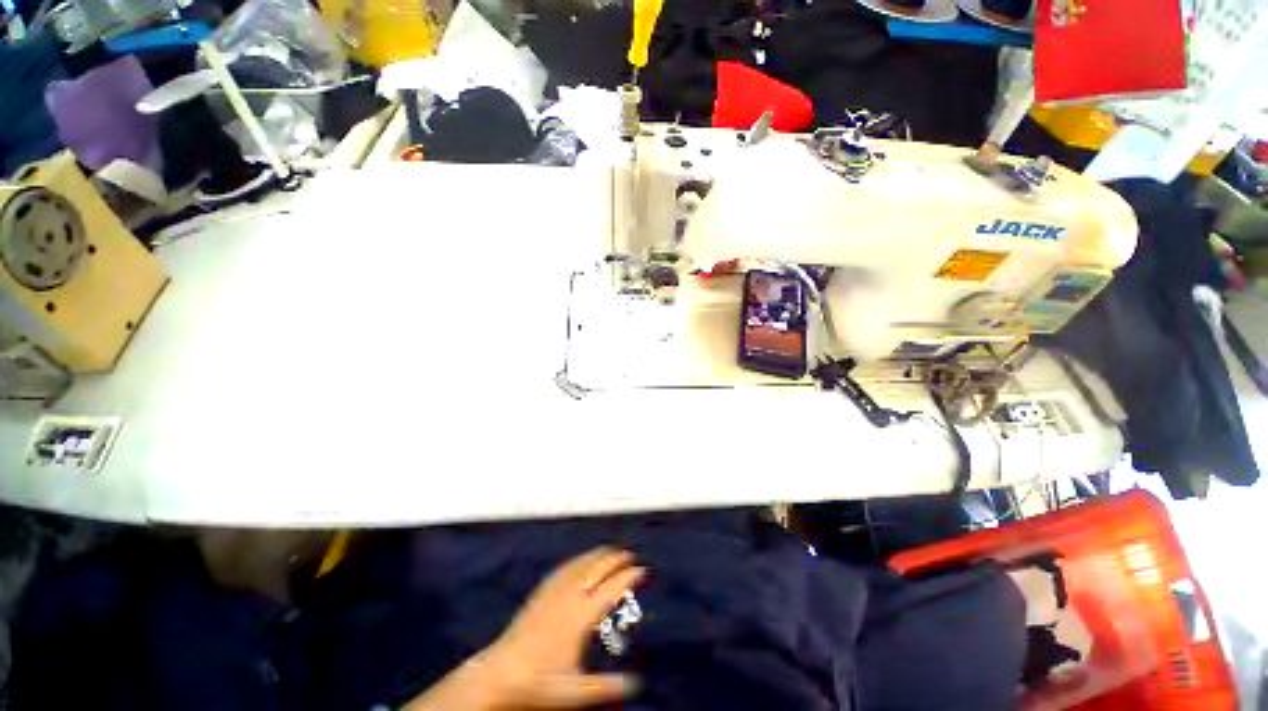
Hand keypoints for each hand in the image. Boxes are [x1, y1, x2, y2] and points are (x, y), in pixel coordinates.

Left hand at [405, 548, 646, 709]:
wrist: (499, 674)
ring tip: (610, 550)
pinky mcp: (541, 592)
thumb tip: (638, 684)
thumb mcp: (576, 691)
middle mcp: (570, 597)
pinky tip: (580, 559)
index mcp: (581, 617)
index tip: (642, 570)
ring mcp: (553, 591)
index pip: (611, 589)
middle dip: (615, 559)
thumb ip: (608, 688)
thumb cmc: (539, 683)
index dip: (628, 577)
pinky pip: (564, 568)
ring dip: (598, 554)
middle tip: (630, 555)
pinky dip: (578, 559)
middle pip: (597, 568)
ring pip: (581, 564)